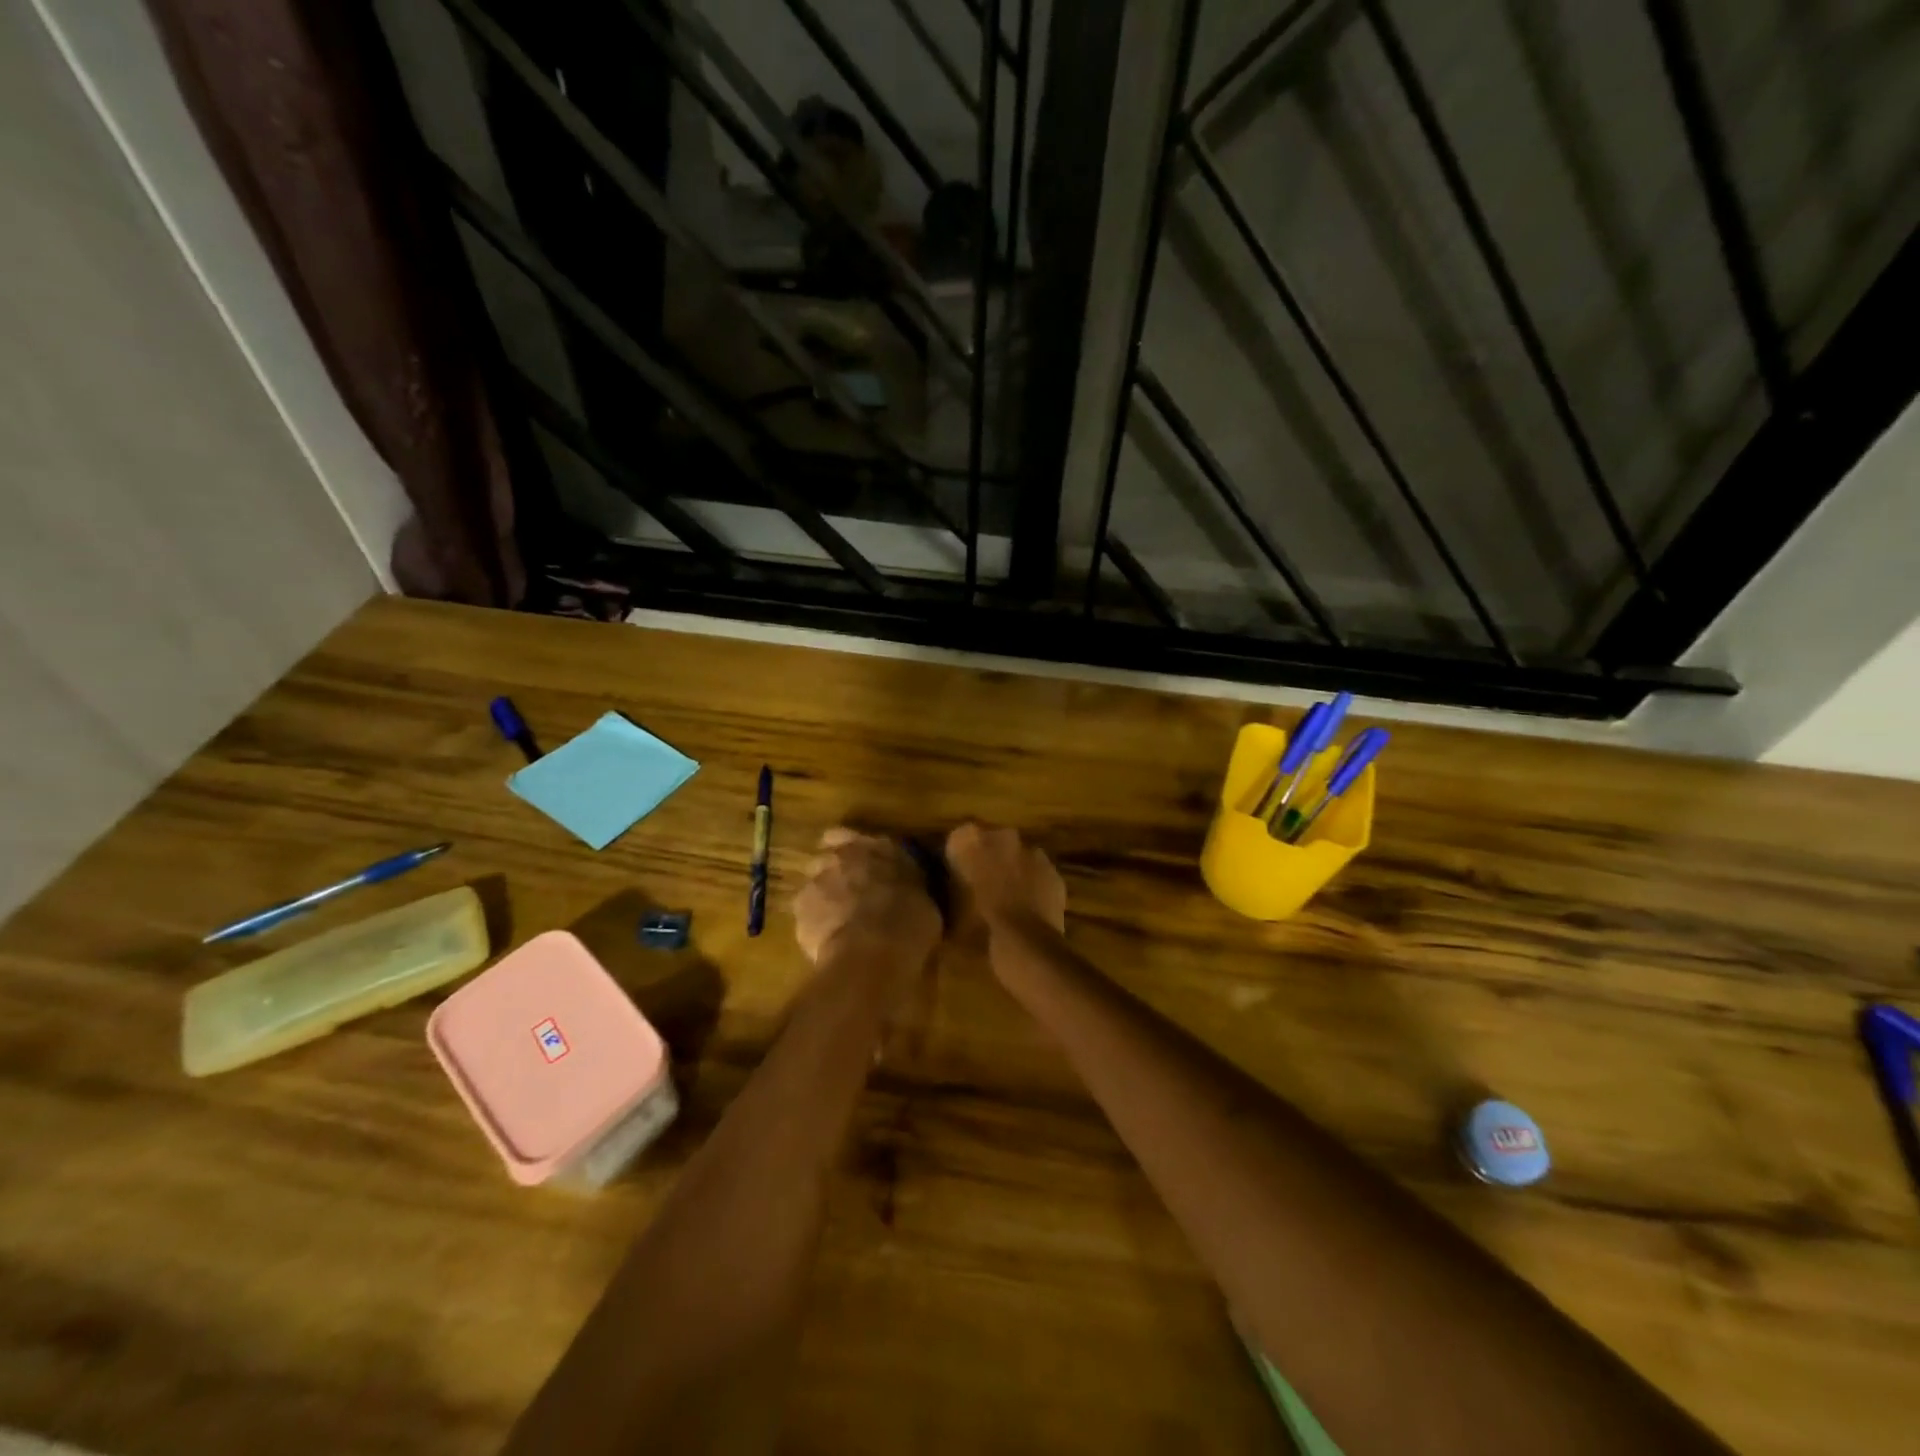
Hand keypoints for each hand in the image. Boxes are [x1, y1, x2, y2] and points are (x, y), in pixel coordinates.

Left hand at [793, 828, 942, 971]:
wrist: (872, 951)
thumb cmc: (909, 924)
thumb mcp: (924, 898)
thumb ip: (907, 884)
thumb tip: (907, 888)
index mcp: (878, 847)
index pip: (850, 835)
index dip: (852, 850)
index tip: (860, 865)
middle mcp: (844, 855)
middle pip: (827, 857)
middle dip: (835, 872)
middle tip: (850, 895)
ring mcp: (817, 879)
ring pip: (814, 883)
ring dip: (823, 896)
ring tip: (837, 921)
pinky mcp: (800, 907)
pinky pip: (805, 912)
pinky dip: (814, 922)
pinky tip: (828, 940)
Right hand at [943, 824, 1065, 936]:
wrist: (1023, 943)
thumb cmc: (977, 926)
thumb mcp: (950, 910)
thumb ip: (952, 888)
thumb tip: (955, 887)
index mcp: (970, 840)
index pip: (959, 839)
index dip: (959, 858)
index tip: (958, 877)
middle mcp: (1002, 836)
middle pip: (992, 842)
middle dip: (988, 859)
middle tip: (982, 887)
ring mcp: (1032, 851)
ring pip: (1018, 855)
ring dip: (1013, 869)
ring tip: (1007, 899)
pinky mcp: (1053, 871)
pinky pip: (1039, 873)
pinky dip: (1034, 884)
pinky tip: (1029, 908)